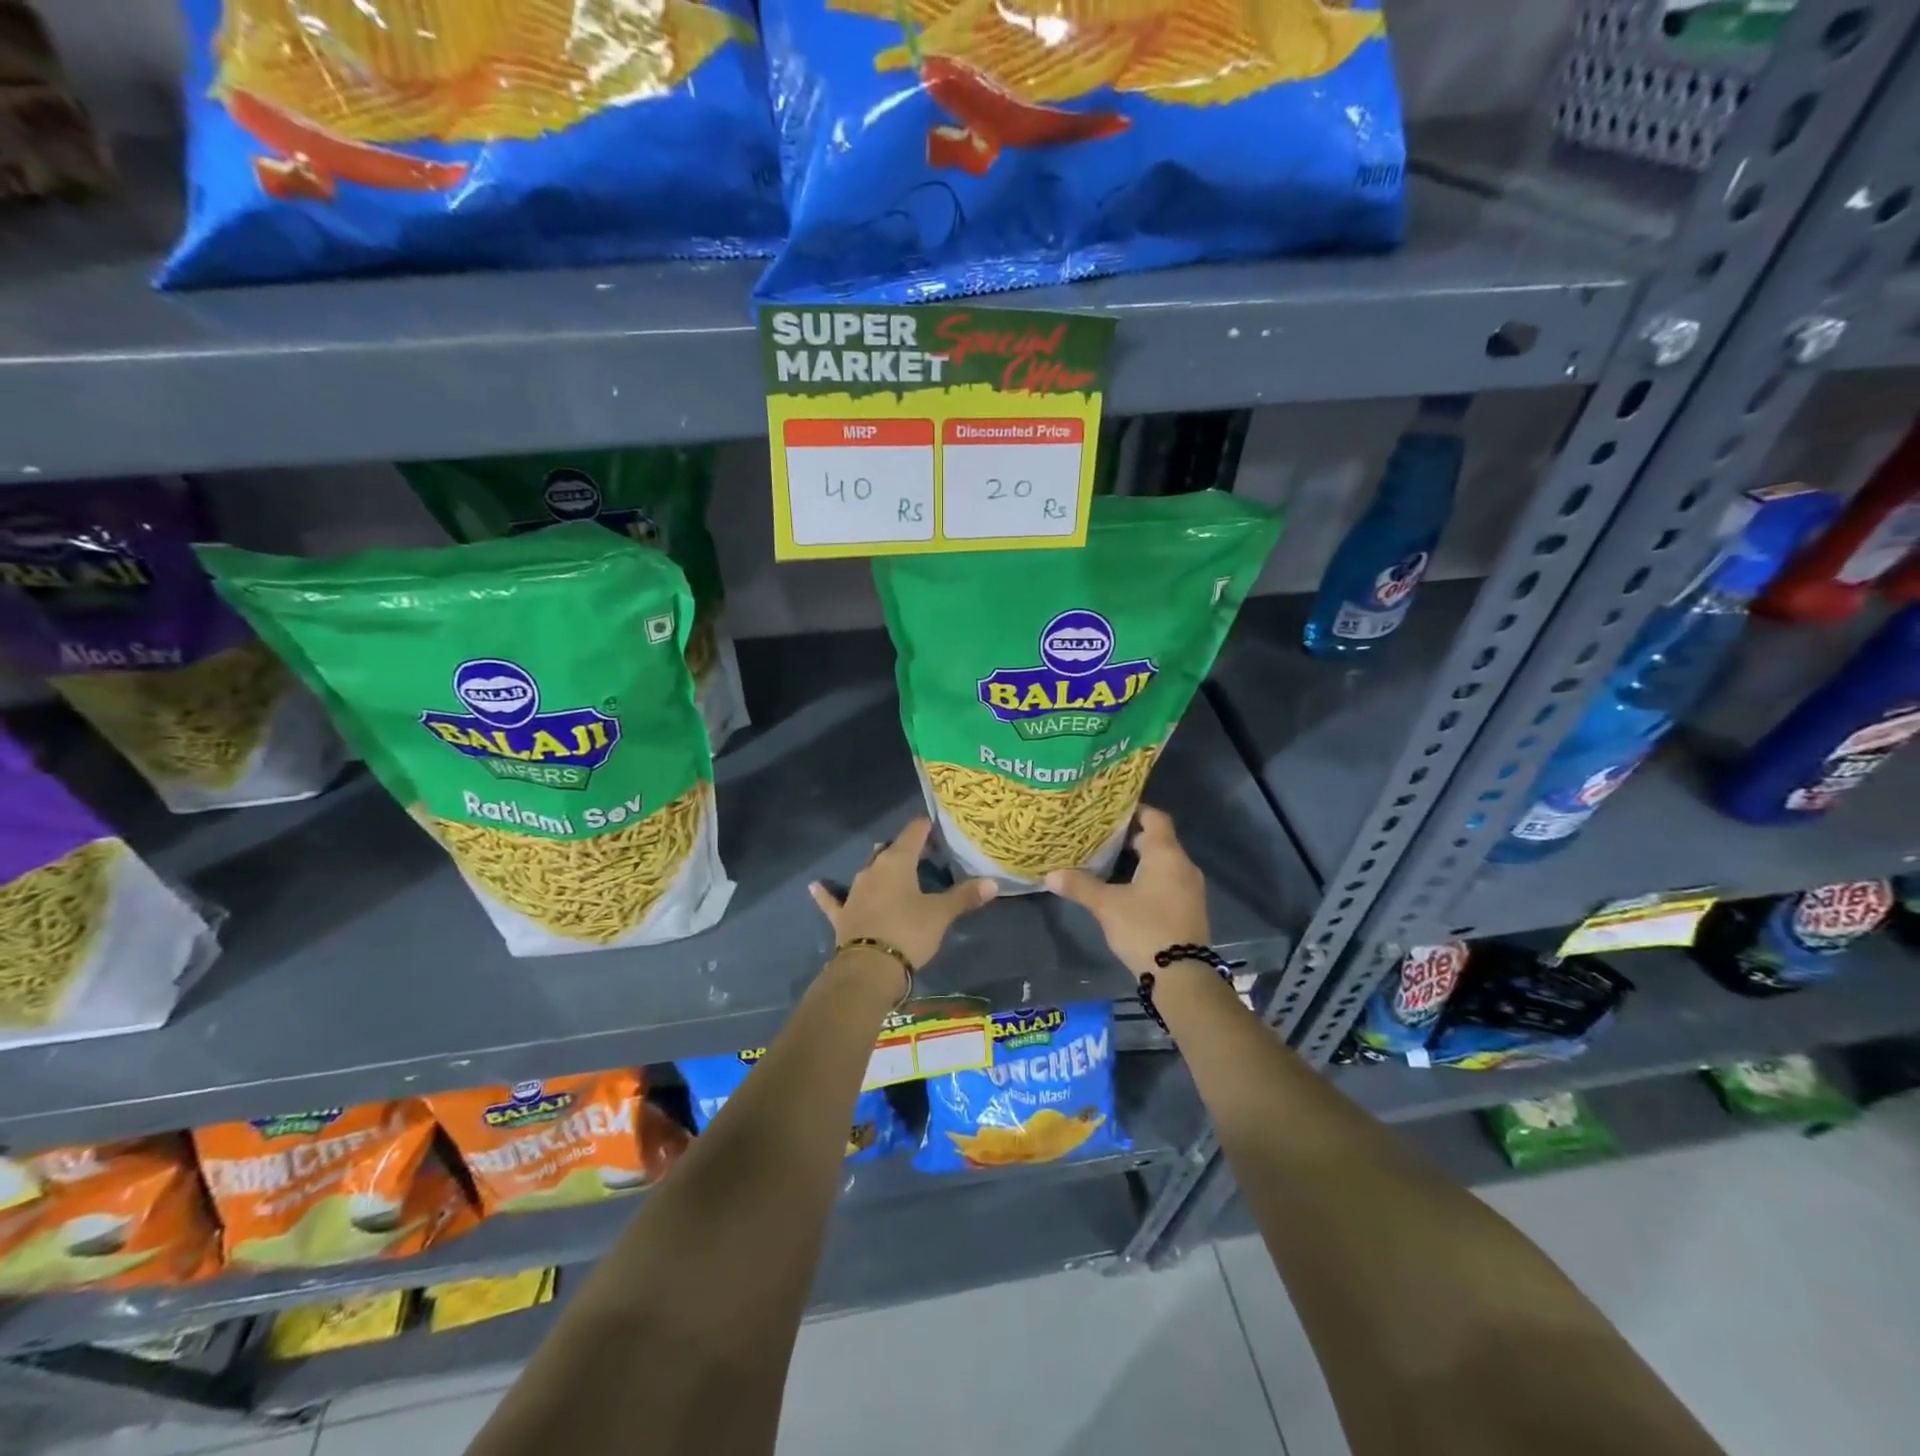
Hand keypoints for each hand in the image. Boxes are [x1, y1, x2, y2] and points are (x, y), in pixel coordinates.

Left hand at [809, 817, 997, 970]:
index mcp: (897, 862)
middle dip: (904, 848)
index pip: (913, 833)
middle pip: (889, 850)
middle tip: (922, 852)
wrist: (869, 969)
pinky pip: (834, 900)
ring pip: (867, 871)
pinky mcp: (842, 916)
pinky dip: (826, 893)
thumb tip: (993, 883)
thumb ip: (965, 897)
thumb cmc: (909, 932)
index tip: (936, 824)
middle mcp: (872, 870)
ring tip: (888, 862)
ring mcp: (854, 892)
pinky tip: (814, 886)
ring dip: (878, 867)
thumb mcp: (941, 914)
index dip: (925, 827)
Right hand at [1046, 807, 1209, 980]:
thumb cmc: (1145, 928)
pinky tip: (1128, 889)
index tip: (1109, 812)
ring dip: (1141, 859)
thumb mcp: (1107, 906)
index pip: (1155, 817)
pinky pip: (1169, 881)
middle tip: (1100, 837)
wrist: (1183, 975)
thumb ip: (1080, 886)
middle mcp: (1183, 865)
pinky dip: (1150, 878)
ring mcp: (1190, 888)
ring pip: (1164, 862)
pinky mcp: (1190, 908)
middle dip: (1131, 837)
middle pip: (1159, 839)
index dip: (1134, 810)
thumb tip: (1049, 874)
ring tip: (1109, 862)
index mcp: (1166, 854)